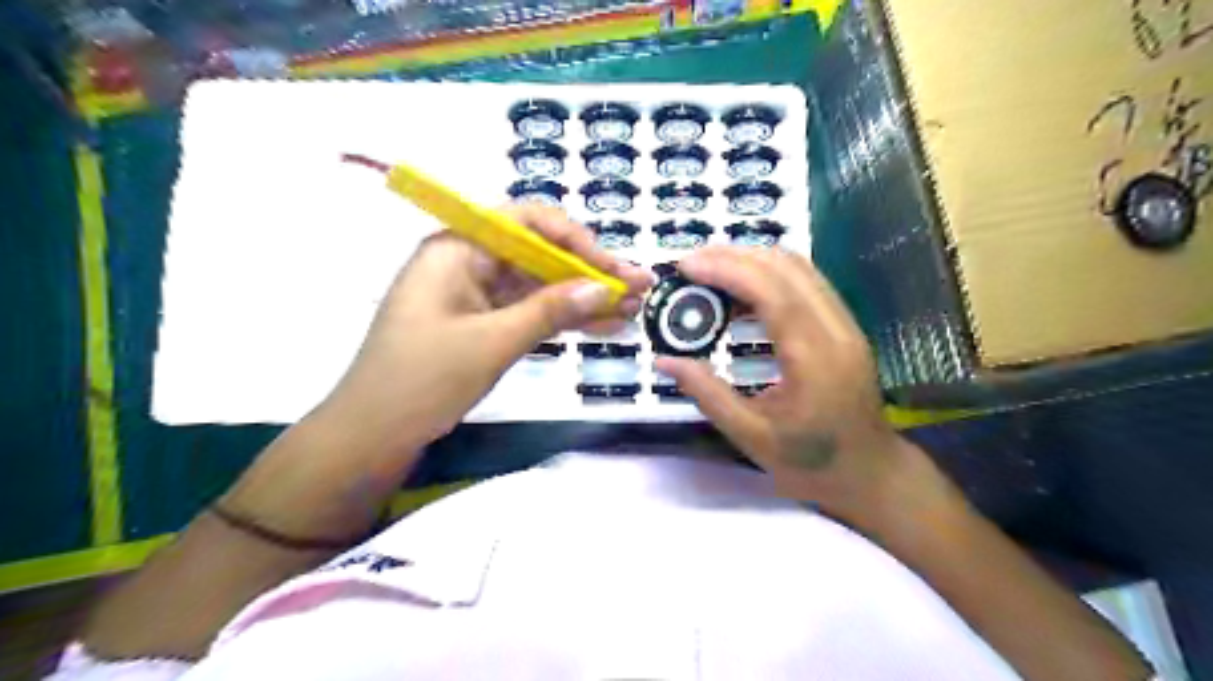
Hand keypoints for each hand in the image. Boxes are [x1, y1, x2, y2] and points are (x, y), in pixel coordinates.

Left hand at [315, 205, 647, 454]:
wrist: (374, 435)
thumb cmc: (422, 380)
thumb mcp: (492, 342)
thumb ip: (550, 310)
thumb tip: (604, 286)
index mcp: (457, 247)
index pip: (526, 221)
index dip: (575, 239)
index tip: (611, 266)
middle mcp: (468, 261)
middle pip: (539, 254)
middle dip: (589, 272)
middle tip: (639, 287)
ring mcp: (476, 294)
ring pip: (539, 285)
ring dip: (583, 297)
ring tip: (632, 309)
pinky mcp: (482, 323)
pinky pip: (530, 312)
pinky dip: (563, 319)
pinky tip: (603, 326)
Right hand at [659, 244, 941, 526]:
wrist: (869, 473)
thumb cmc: (810, 462)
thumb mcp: (751, 437)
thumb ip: (708, 394)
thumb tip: (664, 361)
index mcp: (813, 358)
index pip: (771, 293)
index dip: (726, 270)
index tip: (686, 266)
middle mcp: (835, 329)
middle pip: (787, 268)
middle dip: (734, 256)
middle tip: (691, 264)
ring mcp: (845, 324)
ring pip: (800, 268)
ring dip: (752, 259)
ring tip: (710, 270)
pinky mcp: (843, 325)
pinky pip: (805, 282)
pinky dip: (769, 274)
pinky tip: (740, 290)